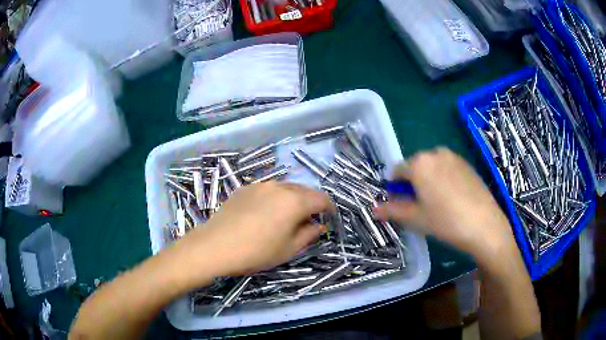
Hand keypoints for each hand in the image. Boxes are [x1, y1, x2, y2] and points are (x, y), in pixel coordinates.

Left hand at [173, 181, 333, 278]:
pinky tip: (266, 213)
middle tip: (311, 220)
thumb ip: (309, 234)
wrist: (215, 245)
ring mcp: (260, 185)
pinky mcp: (245, 188)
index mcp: (295, 201)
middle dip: (312, 203)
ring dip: (294, 199)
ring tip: (288, 216)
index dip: (329, 208)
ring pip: (286, 188)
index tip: (330, 219)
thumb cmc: (256, 251)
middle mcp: (279, 186)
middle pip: (304, 190)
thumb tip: (319, 226)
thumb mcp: (289, 249)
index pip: (321, 199)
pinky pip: (268, 190)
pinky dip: (276, 198)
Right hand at [374, 148, 515, 263]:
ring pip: (432, 167)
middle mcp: (435, 153)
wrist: (484, 224)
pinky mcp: (467, 164)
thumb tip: (374, 209)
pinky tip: (452, 198)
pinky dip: (444, 179)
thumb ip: (392, 210)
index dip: (395, 187)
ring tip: (437, 203)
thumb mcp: (415, 218)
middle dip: (413, 183)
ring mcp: (454, 157)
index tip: (400, 203)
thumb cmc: (445, 221)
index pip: (397, 171)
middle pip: (416, 167)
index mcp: (419, 163)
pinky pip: (447, 168)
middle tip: (420, 205)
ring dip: (429, 180)